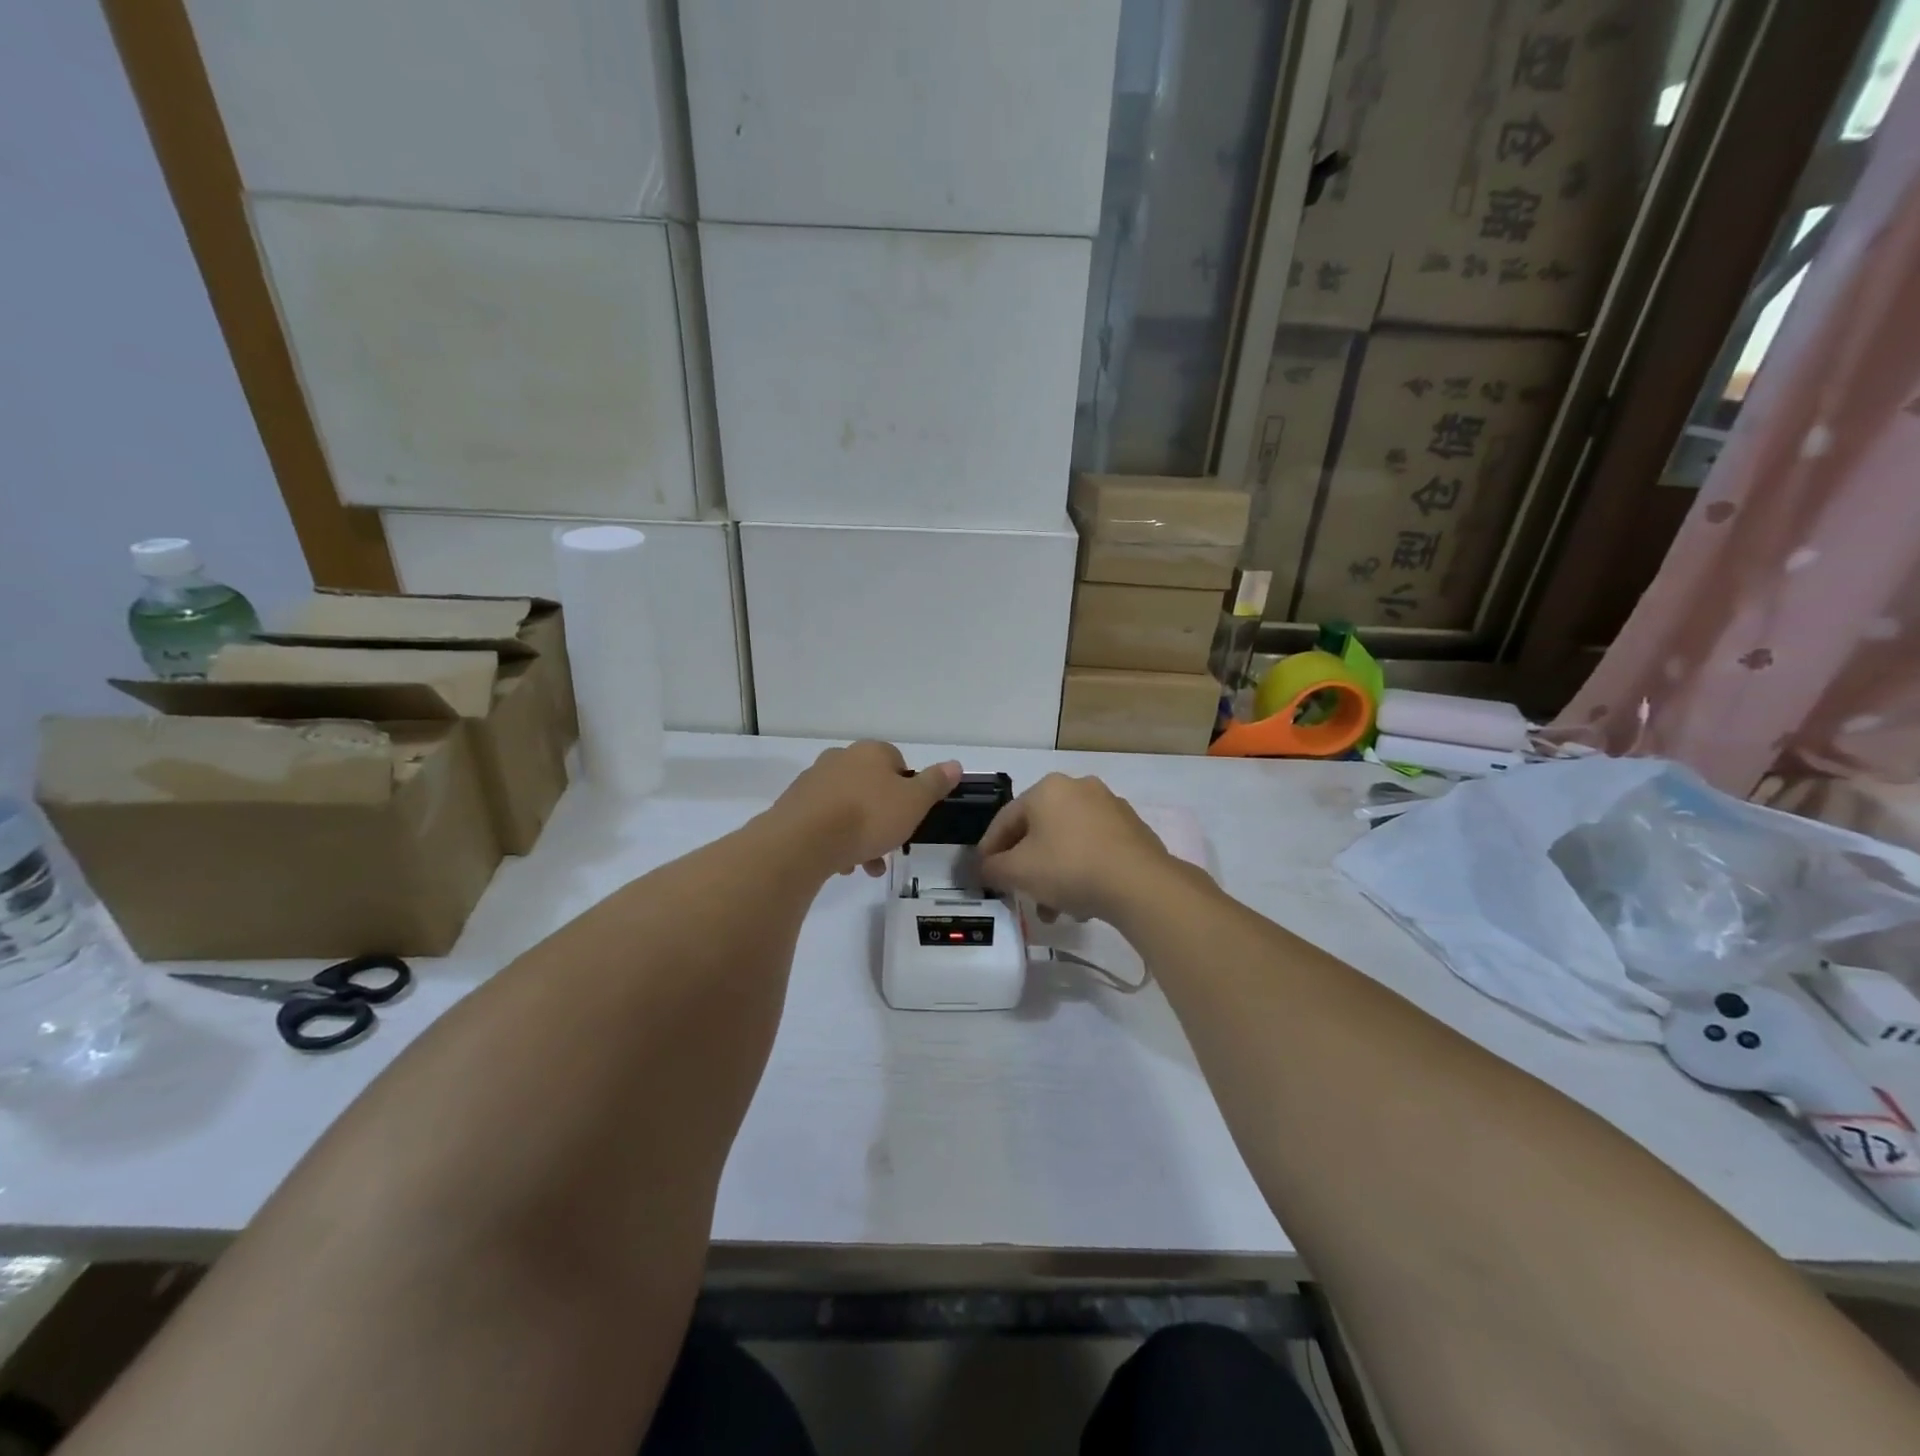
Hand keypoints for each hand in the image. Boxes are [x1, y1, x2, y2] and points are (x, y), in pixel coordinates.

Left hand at [771, 742, 961, 877]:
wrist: (803, 841)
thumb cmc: (868, 817)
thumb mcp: (914, 803)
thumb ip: (935, 783)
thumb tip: (955, 764)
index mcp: (871, 752)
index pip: (897, 762)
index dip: (908, 790)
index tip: (910, 817)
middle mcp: (840, 758)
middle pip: (871, 787)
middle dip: (883, 818)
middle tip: (891, 847)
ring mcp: (813, 781)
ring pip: (848, 807)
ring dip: (860, 834)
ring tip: (867, 867)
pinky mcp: (793, 806)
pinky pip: (824, 821)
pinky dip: (836, 839)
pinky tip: (842, 864)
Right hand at [978, 774, 1175, 923]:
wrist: (1140, 884)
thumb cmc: (1069, 868)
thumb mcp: (1018, 872)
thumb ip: (992, 868)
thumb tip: (985, 868)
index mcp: (1048, 788)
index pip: (1006, 819)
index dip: (989, 849)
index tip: (983, 875)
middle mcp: (1079, 788)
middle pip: (1039, 831)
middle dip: (1026, 866)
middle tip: (1019, 894)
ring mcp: (1110, 806)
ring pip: (1068, 842)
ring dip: (1054, 874)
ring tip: (1053, 910)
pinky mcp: (1133, 829)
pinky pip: (1094, 849)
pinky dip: (1082, 870)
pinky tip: (1082, 902)